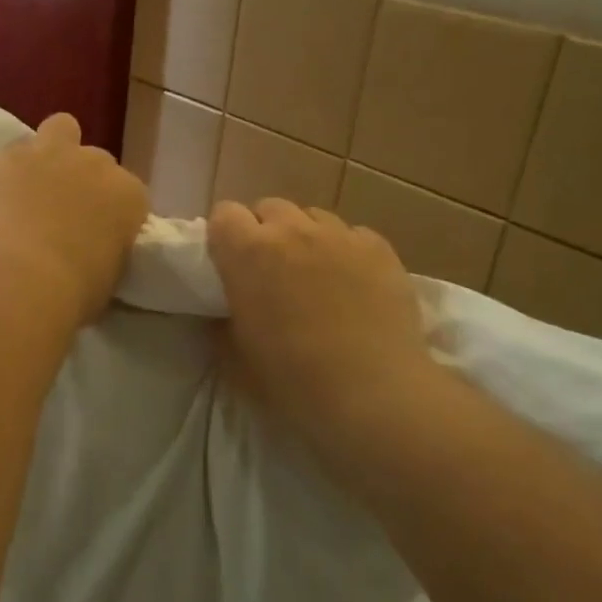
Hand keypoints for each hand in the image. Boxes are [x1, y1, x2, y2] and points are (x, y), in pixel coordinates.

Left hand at [0, 114, 148, 323]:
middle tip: (66, 213)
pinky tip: (2, 194)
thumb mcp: (111, 275)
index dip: (114, 212)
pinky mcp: (9, 156)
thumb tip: (96, 249)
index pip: (131, 194)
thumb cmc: (74, 293)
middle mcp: (98, 164)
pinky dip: (12, 169)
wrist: (21, 282)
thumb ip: (109, 248)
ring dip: (54, 151)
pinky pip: (15, 151)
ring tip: (37, 183)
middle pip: (97, 161)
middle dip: (85, 181)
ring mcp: (53, 153)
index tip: (101, 233)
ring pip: (62, 128)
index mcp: (130, 195)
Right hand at [207, 199, 440, 471]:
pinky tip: (355, 284)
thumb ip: (222, 326)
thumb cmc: (294, 381)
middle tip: (272, 271)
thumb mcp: (237, 362)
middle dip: (266, 232)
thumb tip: (225, 312)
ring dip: (306, 237)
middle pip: (269, 208)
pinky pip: (353, 234)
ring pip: (313, 216)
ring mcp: (339, 235)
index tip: (230, 264)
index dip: (225, 237)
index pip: (224, 214)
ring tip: (316, 274)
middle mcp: (291, 231)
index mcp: (248, 253)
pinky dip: (346, 251)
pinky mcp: (379, 247)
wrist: (374, 394)